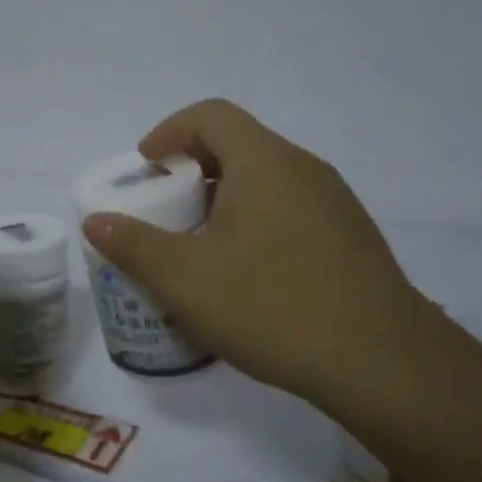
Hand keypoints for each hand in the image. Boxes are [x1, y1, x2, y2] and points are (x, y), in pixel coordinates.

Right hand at [80, 99, 433, 408]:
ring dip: (224, 198)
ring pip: (267, 180)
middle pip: (239, 145)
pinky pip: (291, 210)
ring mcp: (336, 204)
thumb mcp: (185, 278)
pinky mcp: (352, 239)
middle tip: (166, 210)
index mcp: (265, 162)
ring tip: (201, 246)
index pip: (211, 115)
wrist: (385, 366)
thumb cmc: (273, 305)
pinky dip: (257, 222)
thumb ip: (134, 245)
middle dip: (192, 169)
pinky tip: (248, 275)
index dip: (169, 131)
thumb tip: (95, 221)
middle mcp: (304, 169)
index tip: (146, 167)